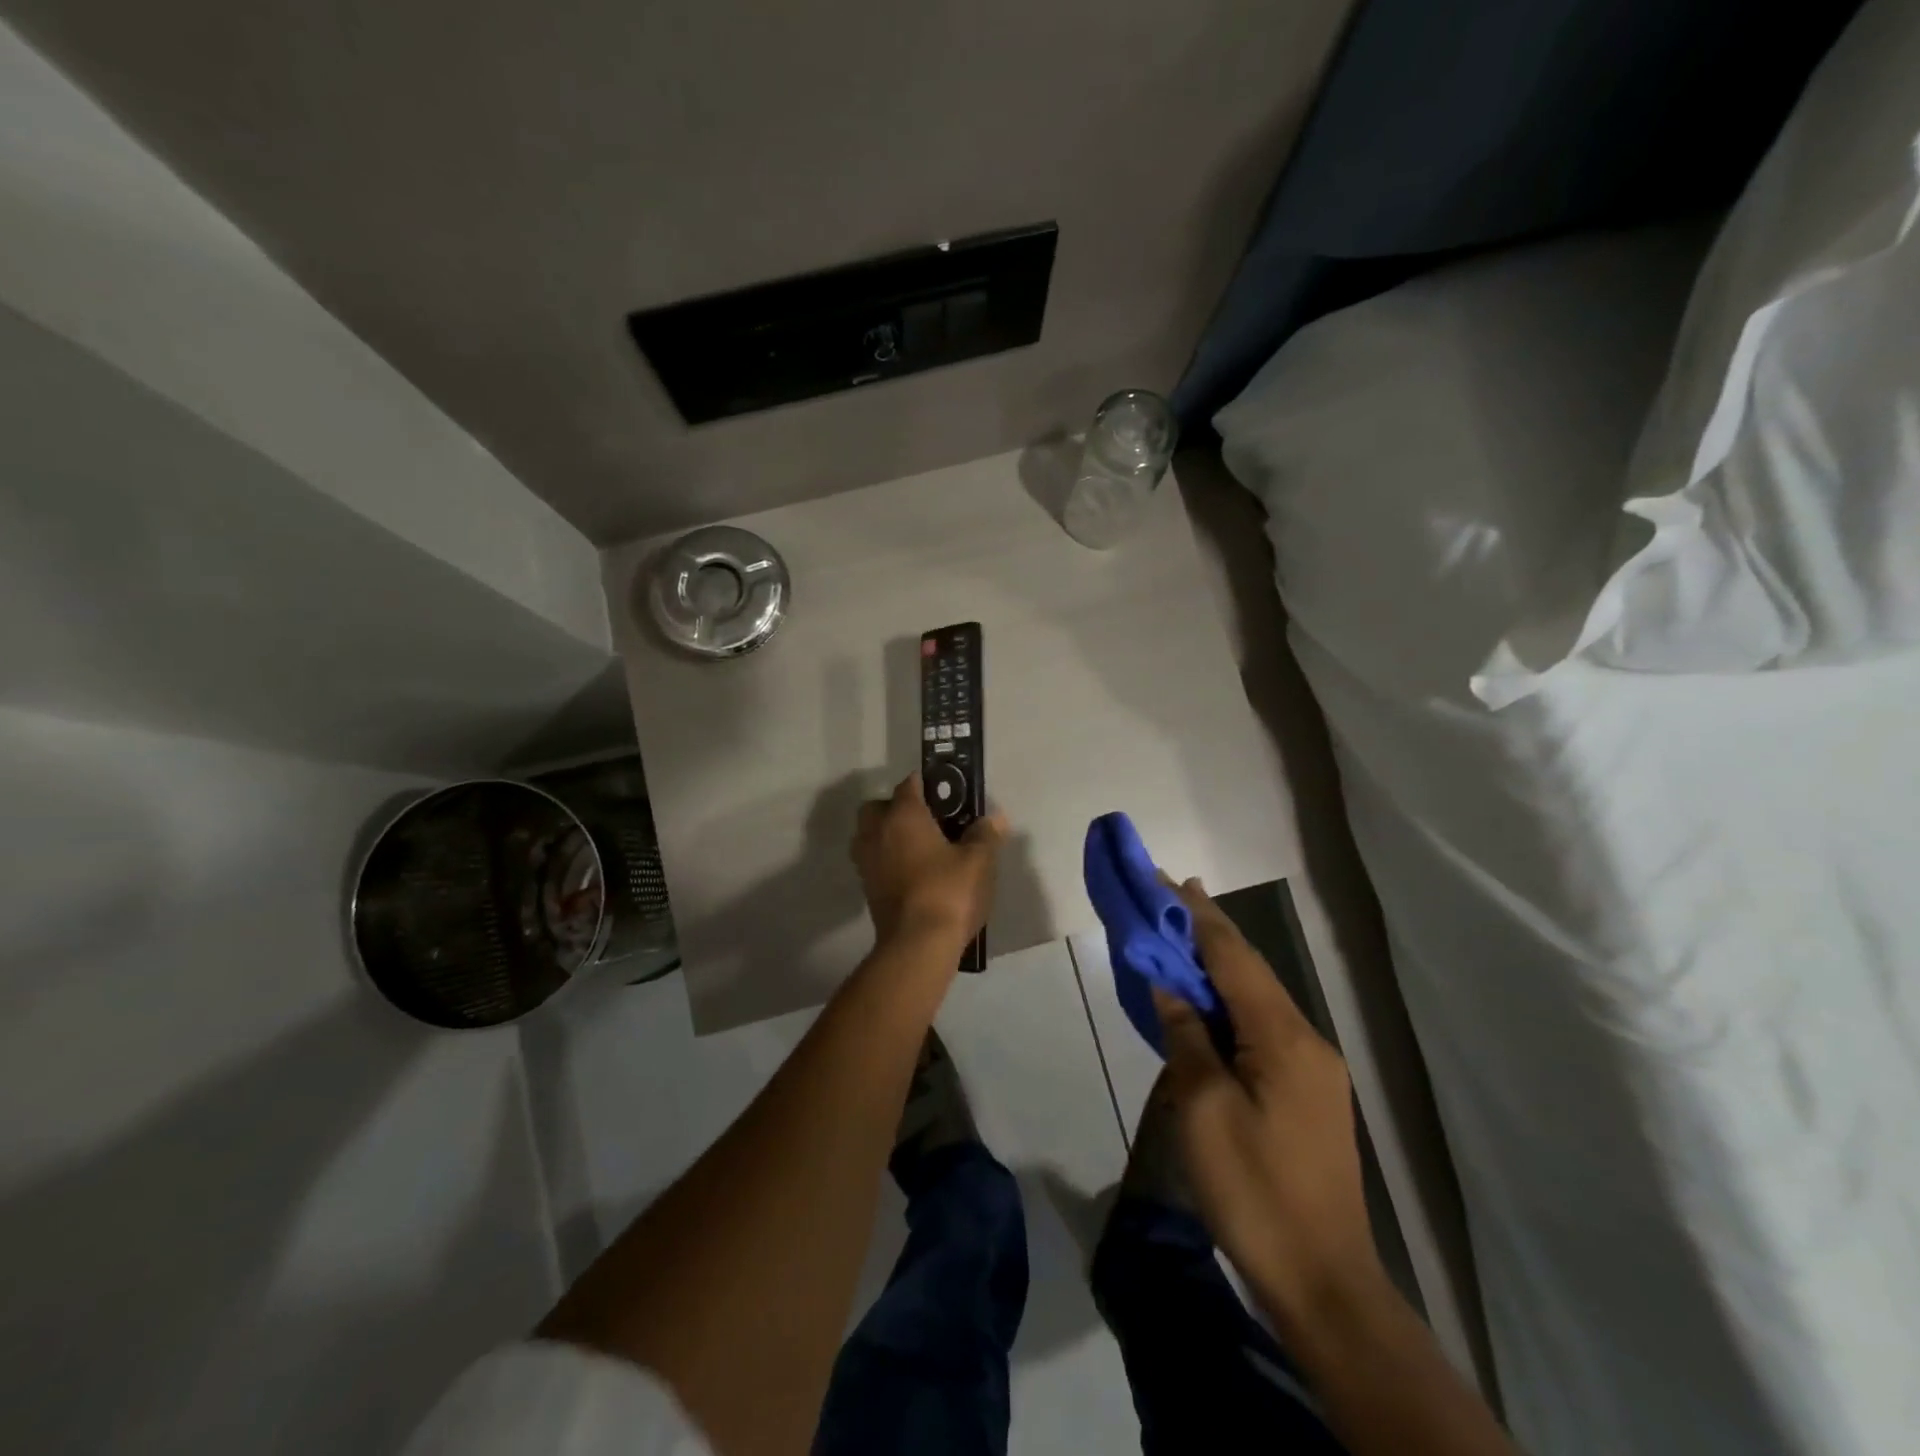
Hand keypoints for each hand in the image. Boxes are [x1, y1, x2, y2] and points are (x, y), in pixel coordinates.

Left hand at [851, 774, 1007, 949]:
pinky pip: (873, 862)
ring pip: (870, 835)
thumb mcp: (978, 861)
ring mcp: (867, 862)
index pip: (909, 785)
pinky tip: (912, 874)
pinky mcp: (866, 889)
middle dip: (896, 808)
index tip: (946, 793)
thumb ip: (985, 835)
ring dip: (887, 835)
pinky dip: (887, 861)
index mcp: (903, 815)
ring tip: (918, 849)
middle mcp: (877, 832)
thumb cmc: (948, 891)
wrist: (917, 944)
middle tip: (926, 822)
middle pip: (878, 807)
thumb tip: (994, 818)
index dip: (926, 784)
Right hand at [1152, 877, 1384, 1329]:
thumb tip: (1170, 985)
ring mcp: (1313, 1067)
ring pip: (1258, 998)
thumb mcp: (1202, 1109)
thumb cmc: (1253, 1191)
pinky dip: (1230, 1003)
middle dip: (1208, 932)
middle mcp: (1306, 1039)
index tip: (1168, 879)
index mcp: (1283, 1037)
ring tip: (1180, 941)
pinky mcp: (1310, 1092)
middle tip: (1168, 899)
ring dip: (1218, 966)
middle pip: (1250, 971)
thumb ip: (1186, 1035)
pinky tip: (1208, 1004)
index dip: (1197, 916)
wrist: (1323, 1281)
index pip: (1233, 957)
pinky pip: (1263, 1028)